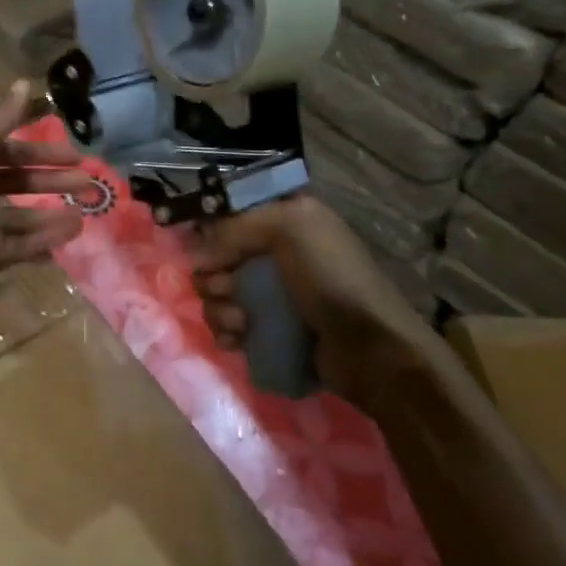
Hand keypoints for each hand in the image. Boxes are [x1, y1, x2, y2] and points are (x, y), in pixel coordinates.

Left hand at [0, 81, 92, 296]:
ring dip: (53, 212)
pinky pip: (19, 244)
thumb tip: (24, 82)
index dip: (41, 149)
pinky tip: (71, 233)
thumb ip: (3, 118)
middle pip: (19, 182)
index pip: (10, 150)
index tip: (74, 153)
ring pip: (22, 215)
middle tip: (88, 182)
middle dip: (53, 180)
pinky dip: (44, 239)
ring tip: (86, 211)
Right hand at [190, 195, 438, 389]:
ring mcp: (273, 294)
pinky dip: (227, 333)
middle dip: (214, 278)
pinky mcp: (269, 330)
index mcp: (285, 220)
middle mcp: (276, 253)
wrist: (370, 348)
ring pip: (219, 295)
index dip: (213, 234)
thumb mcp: (291, 228)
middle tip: (229, 291)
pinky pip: (229, 326)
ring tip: (241, 324)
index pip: (229, 217)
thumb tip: (195, 257)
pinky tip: (237, 342)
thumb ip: (236, 228)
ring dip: (220, 310)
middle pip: (218, 259)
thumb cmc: (332, 278)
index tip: (209, 254)